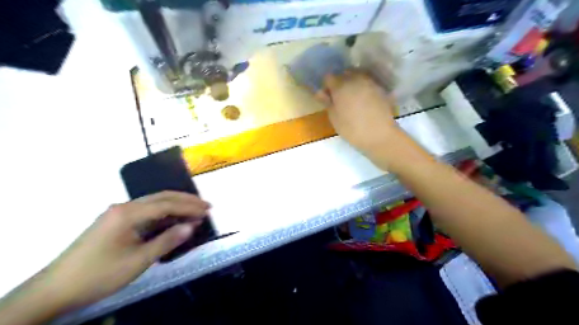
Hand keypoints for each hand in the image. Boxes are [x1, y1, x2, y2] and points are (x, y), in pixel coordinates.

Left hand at [46, 191, 209, 309]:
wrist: (55, 289)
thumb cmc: (100, 274)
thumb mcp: (138, 260)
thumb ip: (167, 241)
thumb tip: (192, 226)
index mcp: (128, 213)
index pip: (167, 204)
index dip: (190, 207)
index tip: (208, 211)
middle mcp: (124, 207)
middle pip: (161, 197)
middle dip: (186, 200)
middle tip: (206, 206)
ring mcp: (118, 213)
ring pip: (154, 203)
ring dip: (176, 206)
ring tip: (195, 211)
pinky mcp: (115, 222)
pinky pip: (146, 212)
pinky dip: (163, 214)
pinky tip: (173, 220)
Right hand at [319, 70, 400, 155]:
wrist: (380, 135)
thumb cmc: (352, 129)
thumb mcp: (335, 118)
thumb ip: (327, 103)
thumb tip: (320, 92)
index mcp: (340, 86)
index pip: (328, 78)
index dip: (326, 87)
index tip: (327, 97)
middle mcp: (355, 79)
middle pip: (344, 74)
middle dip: (339, 83)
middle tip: (339, 98)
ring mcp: (370, 83)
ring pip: (357, 77)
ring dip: (352, 84)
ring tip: (352, 99)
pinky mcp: (380, 89)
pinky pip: (368, 84)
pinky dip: (363, 89)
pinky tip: (364, 102)